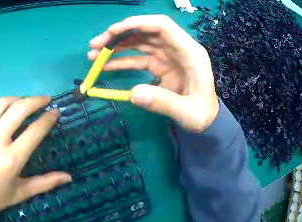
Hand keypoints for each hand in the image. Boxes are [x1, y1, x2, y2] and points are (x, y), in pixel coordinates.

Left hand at [0, 96, 71, 212]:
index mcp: (11, 159)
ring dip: (15, 98)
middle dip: (36, 100)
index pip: (35, 130)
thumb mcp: (20, 193)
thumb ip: (45, 183)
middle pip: (19, 109)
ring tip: (22, 101)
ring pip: (0, 104)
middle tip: (45, 99)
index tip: (55, 112)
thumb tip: (69, 177)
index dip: (48, 118)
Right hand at [88, 15, 218, 131]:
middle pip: (145, 31)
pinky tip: (106, 66)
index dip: (137, 23)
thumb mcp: (188, 113)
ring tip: (94, 55)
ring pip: (139, 42)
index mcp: (190, 52)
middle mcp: (177, 48)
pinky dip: (122, 60)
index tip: (113, 31)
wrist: (207, 118)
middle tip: (95, 45)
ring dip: (116, 46)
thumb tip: (133, 94)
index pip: (162, 25)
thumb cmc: (203, 114)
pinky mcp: (160, 65)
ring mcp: (168, 55)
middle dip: (119, 35)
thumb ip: (164, 104)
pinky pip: (138, 58)